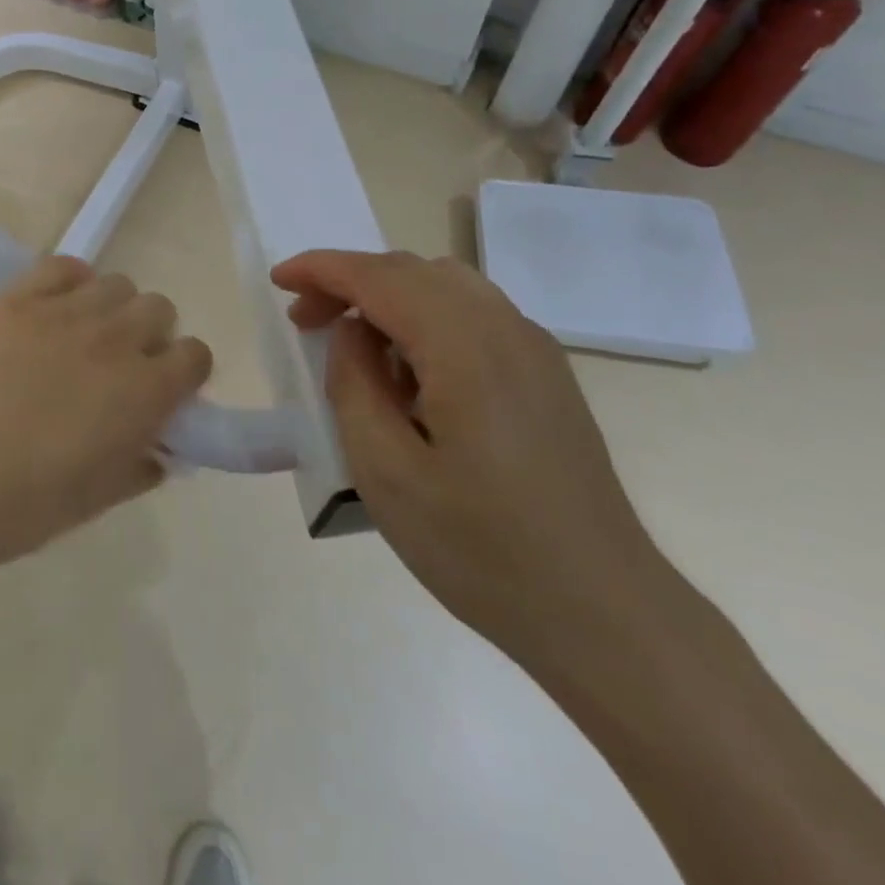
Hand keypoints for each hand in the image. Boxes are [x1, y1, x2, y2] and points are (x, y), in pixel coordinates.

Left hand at [0, 256, 212, 577]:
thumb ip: (142, 465)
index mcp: (146, 391)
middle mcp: (116, 340)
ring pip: (116, 284)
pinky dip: (68, 282)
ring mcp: (64, 313)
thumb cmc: (27, 506)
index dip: (183, 372)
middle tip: (118, 366)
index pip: (196, 355)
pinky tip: (52, 309)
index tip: (163, 390)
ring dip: (111, 309)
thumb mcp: (101, 498)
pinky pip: (62, 266)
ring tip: (79, 336)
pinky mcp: (17, 299)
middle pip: (159, 308)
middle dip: (150, 335)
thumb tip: (159, 449)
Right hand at [271, 250, 671, 666]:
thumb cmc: (483, 550)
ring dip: (388, 296)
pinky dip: (424, 317)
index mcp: (465, 346)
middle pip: (412, 271)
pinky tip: (410, 372)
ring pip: (445, 286)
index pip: (378, 277)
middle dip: (350, 282)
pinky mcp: (546, 374)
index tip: (279, 281)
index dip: (322, 270)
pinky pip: (473, 315)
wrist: (605, 614)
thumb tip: (353, 333)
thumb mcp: (386, 472)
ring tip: (354, 345)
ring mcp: (534, 349)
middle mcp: (504, 328)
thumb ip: (354, 384)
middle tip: (307, 323)